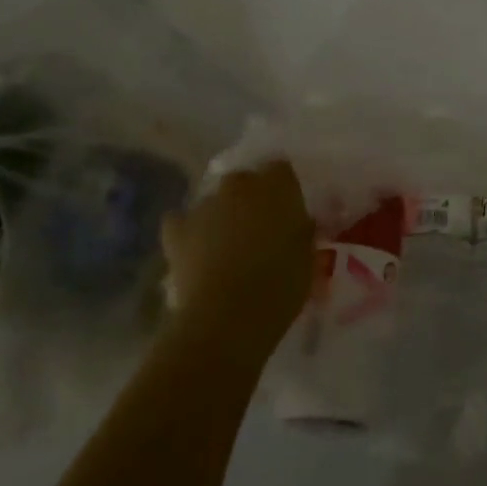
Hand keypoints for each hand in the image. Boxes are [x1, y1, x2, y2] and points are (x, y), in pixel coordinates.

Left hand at [161, 160, 314, 362]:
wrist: (228, 316)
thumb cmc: (280, 285)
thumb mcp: (309, 258)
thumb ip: (303, 232)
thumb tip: (299, 224)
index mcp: (277, 186)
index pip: (280, 169)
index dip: (283, 188)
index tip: (288, 211)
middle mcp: (239, 185)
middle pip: (245, 180)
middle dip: (250, 199)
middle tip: (259, 230)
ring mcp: (205, 205)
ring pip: (214, 201)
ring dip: (221, 215)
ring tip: (226, 247)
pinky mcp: (177, 231)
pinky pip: (180, 222)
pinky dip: (186, 231)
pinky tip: (193, 249)